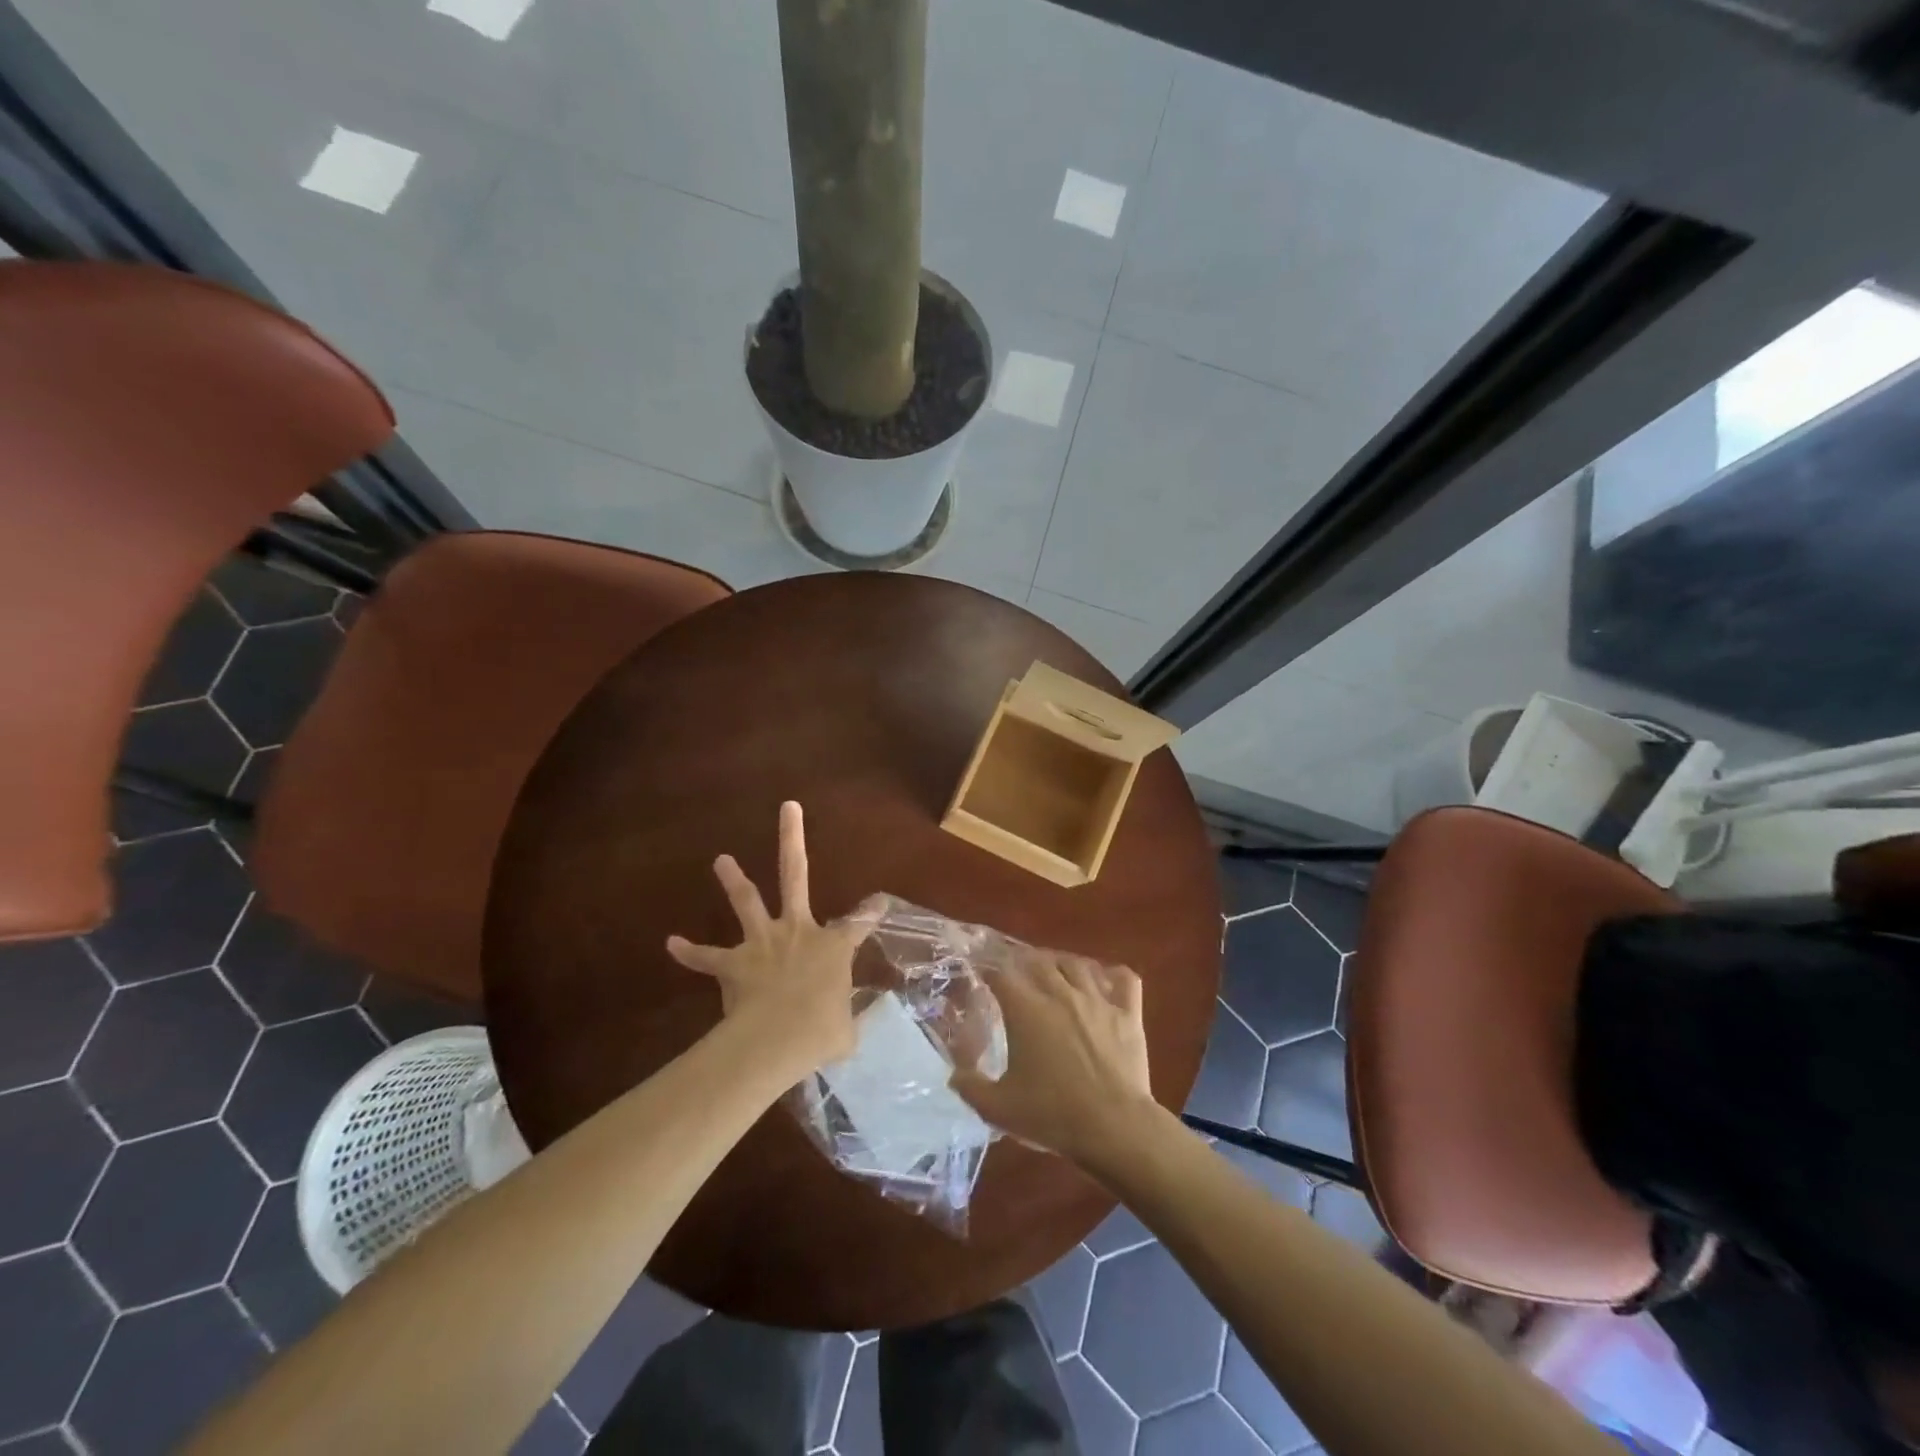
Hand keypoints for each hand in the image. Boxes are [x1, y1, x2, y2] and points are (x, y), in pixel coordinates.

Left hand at [666, 801, 884, 1076]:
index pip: (858, 924)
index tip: (878, 901)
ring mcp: (763, 943)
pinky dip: (689, 951)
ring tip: (720, 859)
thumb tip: (850, 1025)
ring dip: (733, 879)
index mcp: (832, 947)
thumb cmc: (820, 1032)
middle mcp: (798, 931)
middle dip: (791, 838)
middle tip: (787, 807)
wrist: (777, 1038)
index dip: (871, 913)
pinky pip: (707, 956)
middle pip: (795, 874)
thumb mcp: (845, 1031)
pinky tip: (672, 943)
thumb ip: (846, 1019)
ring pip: (747, 900)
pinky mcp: (734, 964)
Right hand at [950, 949, 1159, 1172]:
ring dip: (1062, 963)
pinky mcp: (1128, 1012)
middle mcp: (1060, 993)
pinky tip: (1105, 981)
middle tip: (1017, 974)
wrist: (1114, 1128)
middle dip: (1023, 962)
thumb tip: (953, 1073)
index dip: (989, 970)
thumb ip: (970, 1087)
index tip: (983, 976)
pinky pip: (1124, 978)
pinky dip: (1112, 975)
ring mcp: (1098, 999)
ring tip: (1055, 972)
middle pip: (1038, 960)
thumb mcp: (998, 1109)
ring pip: (1077, 964)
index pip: (1001, 973)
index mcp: (1026, 1010)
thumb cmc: (1052, 1115)